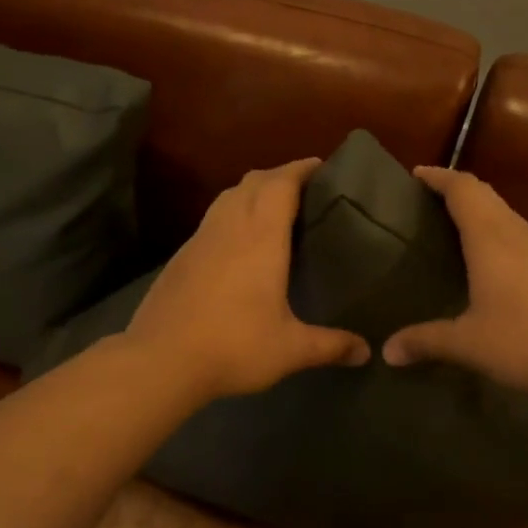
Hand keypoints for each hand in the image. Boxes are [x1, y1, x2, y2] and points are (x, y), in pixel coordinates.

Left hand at [124, 158, 370, 400]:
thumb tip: (367, 352)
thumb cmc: (233, 346)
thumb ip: (331, 346)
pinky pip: (211, 220)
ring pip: (227, 197)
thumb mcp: (290, 350)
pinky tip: (238, 244)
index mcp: (260, 237)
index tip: (322, 167)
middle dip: (280, 176)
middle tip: (305, 190)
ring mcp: (199, 239)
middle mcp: (228, 227)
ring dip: (252, 192)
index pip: (281, 183)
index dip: (301, 169)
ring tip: (274, 210)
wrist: (160, 361)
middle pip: (253, 181)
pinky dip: (231, 215)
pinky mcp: (180, 257)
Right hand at [384, 166, 527, 395]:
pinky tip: (492, 262)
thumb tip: (387, 352)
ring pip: (506, 214)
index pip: (463, 189)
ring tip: (454, 228)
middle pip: (486, 195)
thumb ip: (425, 341)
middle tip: (428, 200)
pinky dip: (498, 233)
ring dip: (480, 211)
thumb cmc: (525, 341)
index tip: (416, 174)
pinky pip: (520, 235)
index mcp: (491, 239)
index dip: (439, 177)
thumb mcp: (468, 344)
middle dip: (456, 189)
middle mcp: (517, 233)